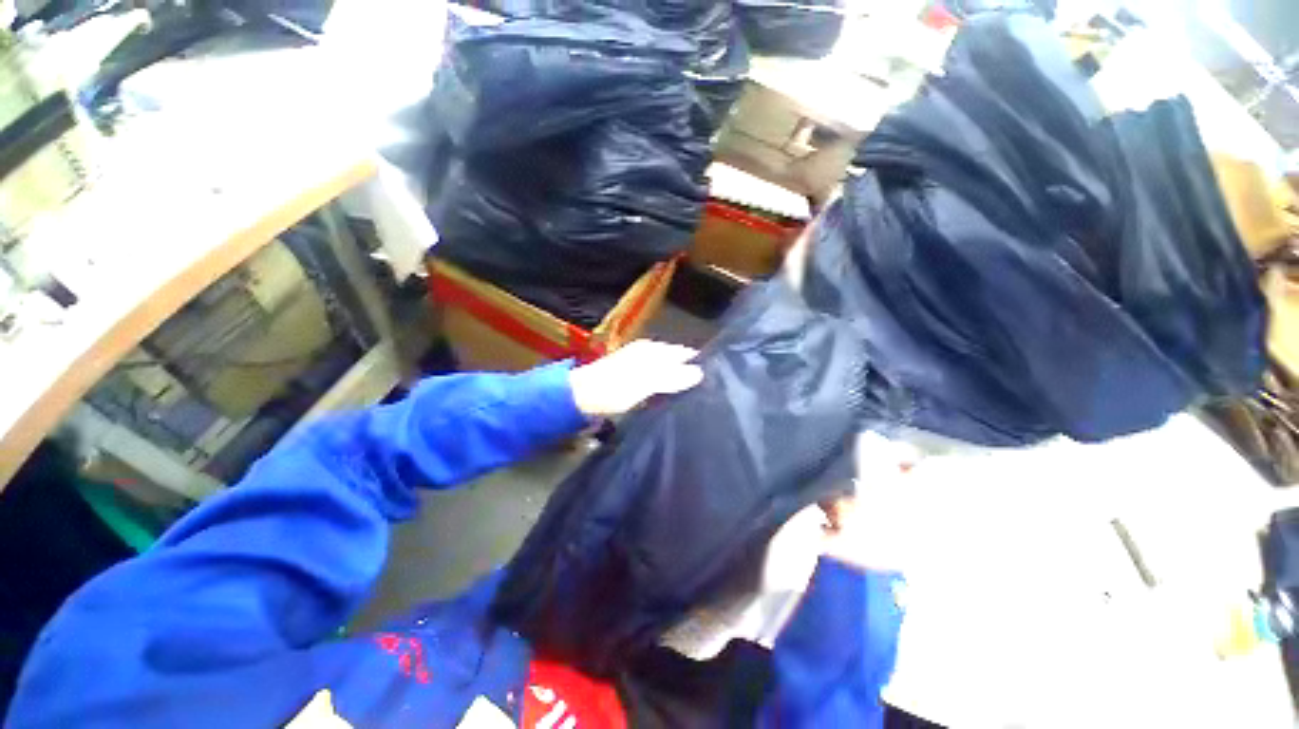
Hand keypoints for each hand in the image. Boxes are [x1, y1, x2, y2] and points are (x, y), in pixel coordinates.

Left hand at [569, 340, 702, 416]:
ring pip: (667, 369)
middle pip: (676, 360)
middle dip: (690, 371)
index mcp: (653, 350)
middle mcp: (648, 352)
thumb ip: (672, 377)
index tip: (716, 379)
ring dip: (678, 380)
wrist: (581, 396)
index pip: (684, 353)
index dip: (699, 363)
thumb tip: (700, 372)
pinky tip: (669, 397)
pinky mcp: (632, 376)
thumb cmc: (615, 387)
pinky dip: (666, 386)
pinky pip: (657, 378)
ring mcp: (639, 363)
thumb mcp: (645, 382)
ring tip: (694, 396)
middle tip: (708, 390)